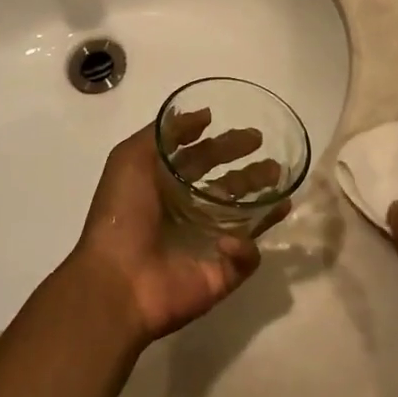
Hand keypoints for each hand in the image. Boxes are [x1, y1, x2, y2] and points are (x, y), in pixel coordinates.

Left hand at [69, 114, 280, 344]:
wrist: (115, 281)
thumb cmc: (121, 215)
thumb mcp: (131, 158)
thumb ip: (166, 132)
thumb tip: (205, 115)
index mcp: (167, 187)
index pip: (204, 160)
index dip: (226, 146)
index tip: (253, 136)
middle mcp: (189, 214)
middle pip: (229, 188)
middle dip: (252, 173)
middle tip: (274, 163)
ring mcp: (206, 246)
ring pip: (246, 220)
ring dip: (265, 203)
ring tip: (281, 187)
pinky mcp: (220, 275)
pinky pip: (245, 259)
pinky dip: (244, 247)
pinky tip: (230, 240)